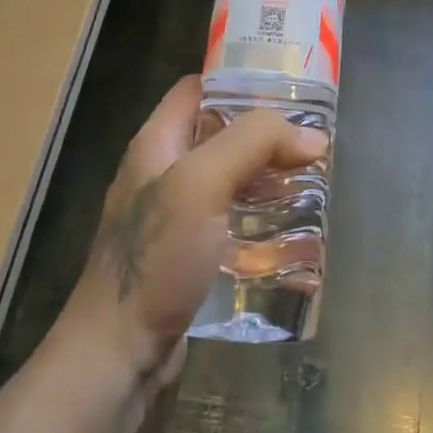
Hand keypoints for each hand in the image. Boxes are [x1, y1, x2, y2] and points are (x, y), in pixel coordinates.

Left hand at [62, 76, 327, 389]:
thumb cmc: (155, 258)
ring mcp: (175, 216)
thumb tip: (312, 136)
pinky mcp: (190, 254)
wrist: (118, 354)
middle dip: (266, 132)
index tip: (289, 84)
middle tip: (314, 137)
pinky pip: (231, 218)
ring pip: (230, 177)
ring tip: (314, 177)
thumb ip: (253, 144)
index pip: (197, 88)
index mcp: (157, 143)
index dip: (239, 78)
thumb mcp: (201, 184)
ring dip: (268, 175)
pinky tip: (292, 227)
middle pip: (220, 133)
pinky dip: (260, 215)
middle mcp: (164, 172)